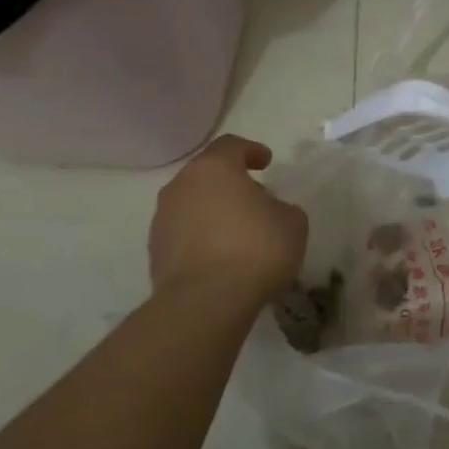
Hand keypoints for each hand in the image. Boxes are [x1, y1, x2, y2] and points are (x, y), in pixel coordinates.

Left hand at [148, 135, 307, 301]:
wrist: (206, 302)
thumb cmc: (256, 249)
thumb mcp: (292, 222)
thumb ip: (281, 207)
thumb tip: (268, 211)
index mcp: (213, 169)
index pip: (230, 146)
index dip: (251, 150)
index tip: (266, 162)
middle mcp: (181, 187)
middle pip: (207, 175)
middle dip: (230, 183)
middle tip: (255, 198)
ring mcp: (162, 220)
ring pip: (192, 204)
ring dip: (213, 211)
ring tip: (238, 231)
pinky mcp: (155, 252)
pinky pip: (184, 234)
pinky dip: (202, 237)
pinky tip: (222, 256)